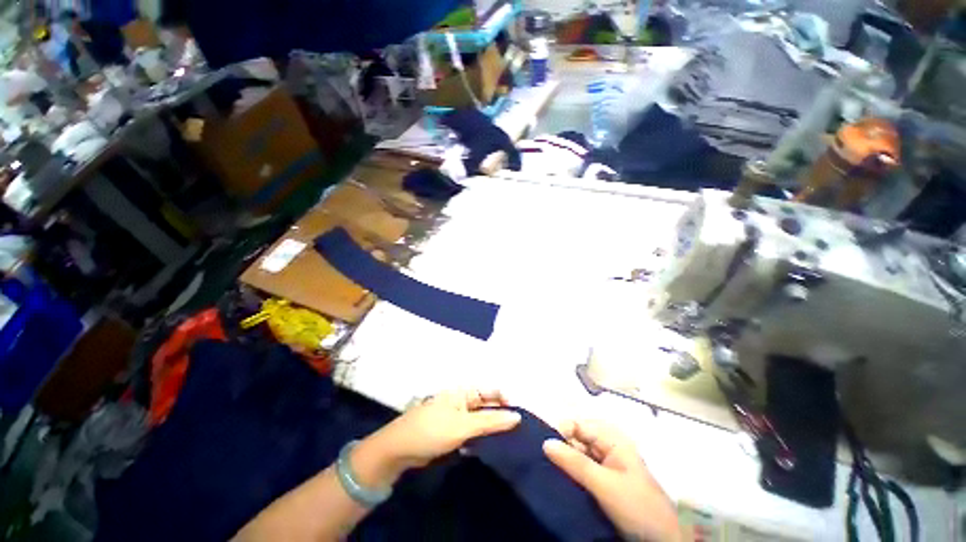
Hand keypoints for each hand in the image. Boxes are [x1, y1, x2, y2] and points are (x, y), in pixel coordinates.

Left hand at [351, 390, 520, 489]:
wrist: (399, 449)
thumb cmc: (432, 430)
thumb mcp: (463, 425)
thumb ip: (490, 421)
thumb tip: (517, 416)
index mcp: (464, 391)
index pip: (491, 390)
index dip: (506, 400)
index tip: (520, 416)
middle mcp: (462, 399)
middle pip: (487, 405)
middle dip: (500, 415)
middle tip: (519, 430)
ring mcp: (456, 415)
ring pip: (480, 419)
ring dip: (492, 427)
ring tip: (510, 439)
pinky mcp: (452, 430)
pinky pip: (472, 430)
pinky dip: (481, 436)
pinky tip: (490, 445)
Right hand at [543, 420, 681, 541]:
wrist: (661, 541)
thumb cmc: (636, 506)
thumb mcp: (604, 484)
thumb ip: (574, 462)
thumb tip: (545, 442)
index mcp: (612, 439)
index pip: (579, 425)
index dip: (562, 432)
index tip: (546, 447)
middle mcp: (608, 447)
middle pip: (577, 439)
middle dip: (562, 447)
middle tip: (543, 460)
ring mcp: (607, 465)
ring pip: (578, 455)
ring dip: (565, 462)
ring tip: (548, 471)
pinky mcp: (604, 481)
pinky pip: (582, 470)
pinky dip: (571, 474)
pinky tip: (560, 480)